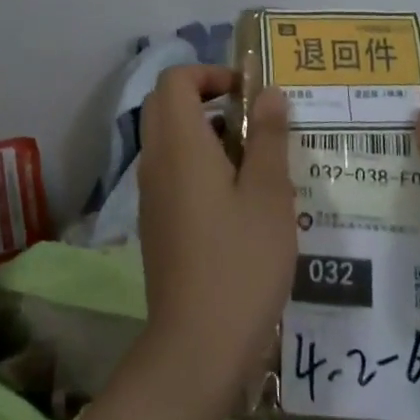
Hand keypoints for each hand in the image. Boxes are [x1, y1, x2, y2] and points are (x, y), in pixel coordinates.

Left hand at [136, 66, 296, 395]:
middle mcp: (156, 161)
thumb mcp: (268, 195)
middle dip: (206, 97)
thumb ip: (267, 138)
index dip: (209, 73)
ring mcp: (151, 194)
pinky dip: (196, 163)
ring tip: (253, 158)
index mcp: (179, 145)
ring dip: (203, 131)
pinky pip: (170, 171)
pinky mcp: (155, 222)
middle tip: (252, 119)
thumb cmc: (240, 262)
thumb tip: (269, 93)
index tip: (247, 92)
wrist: (196, 346)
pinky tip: (237, 198)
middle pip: (166, 104)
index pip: (175, 80)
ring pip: (168, 139)